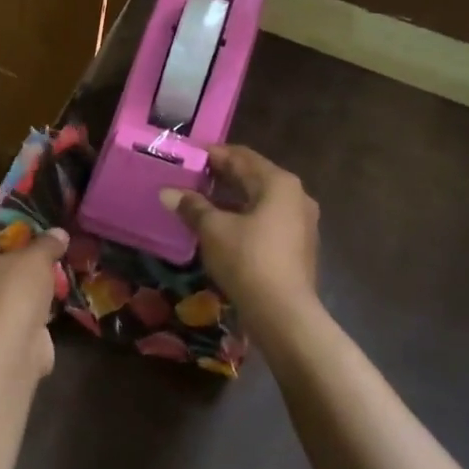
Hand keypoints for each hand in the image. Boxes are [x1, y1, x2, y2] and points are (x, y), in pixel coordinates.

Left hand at [0, 228, 68, 375]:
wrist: (11, 346)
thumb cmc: (15, 289)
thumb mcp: (37, 257)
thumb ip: (48, 243)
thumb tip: (59, 232)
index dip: (14, 238)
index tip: (38, 240)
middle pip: (0, 267)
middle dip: (25, 266)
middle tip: (50, 261)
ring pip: (9, 292)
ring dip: (30, 290)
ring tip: (57, 282)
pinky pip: (16, 314)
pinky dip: (32, 312)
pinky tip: (53, 307)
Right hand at [161, 145, 319, 316]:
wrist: (284, 314)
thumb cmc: (248, 260)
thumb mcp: (213, 230)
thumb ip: (192, 206)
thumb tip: (167, 192)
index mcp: (278, 183)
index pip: (241, 156)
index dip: (212, 154)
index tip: (187, 156)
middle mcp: (295, 196)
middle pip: (253, 176)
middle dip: (221, 176)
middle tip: (189, 176)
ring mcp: (300, 222)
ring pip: (259, 200)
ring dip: (231, 198)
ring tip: (199, 200)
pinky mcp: (297, 246)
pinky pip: (266, 220)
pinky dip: (243, 216)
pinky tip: (220, 226)